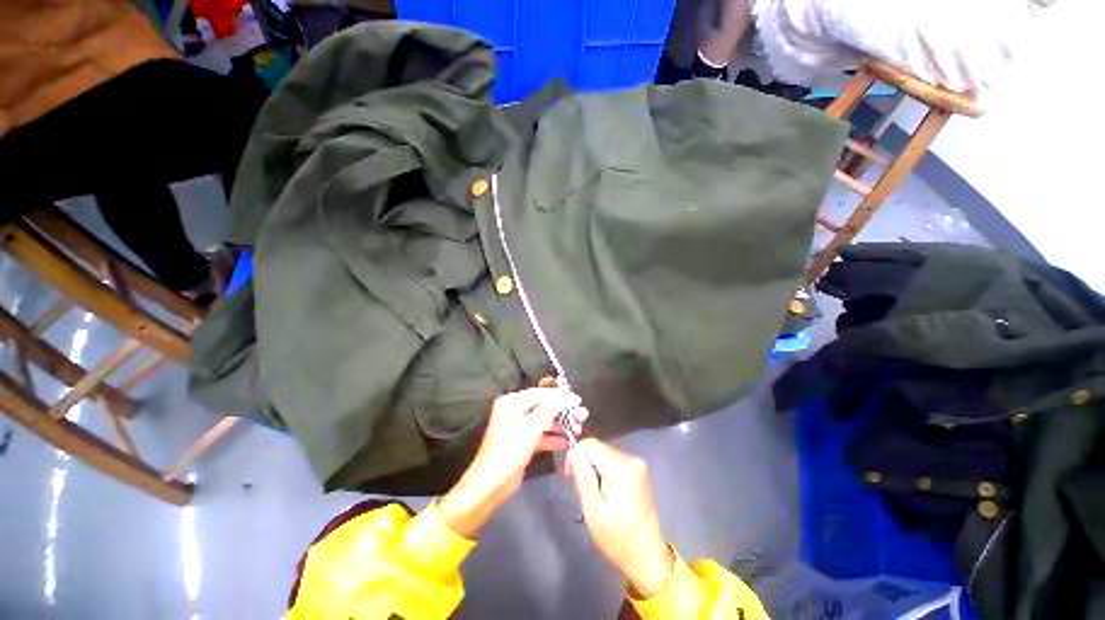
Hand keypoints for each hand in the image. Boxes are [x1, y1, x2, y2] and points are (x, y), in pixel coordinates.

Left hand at [439, 388, 586, 537]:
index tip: (578, 401)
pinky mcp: (522, 441)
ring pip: (544, 420)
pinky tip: (567, 442)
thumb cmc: (510, 451)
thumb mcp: (532, 427)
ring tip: (578, 429)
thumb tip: (570, 396)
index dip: (560, 396)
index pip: (541, 393)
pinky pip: (540, 434)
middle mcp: (514, 410)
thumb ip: (552, 408)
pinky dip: (553, 437)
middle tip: (581, 417)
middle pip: (544, 406)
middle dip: (563, 411)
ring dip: (560, 424)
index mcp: (512, 402)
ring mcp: (518, 427)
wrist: (491, 485)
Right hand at [566, 439, 674, 598]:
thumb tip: (573, 451)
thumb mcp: (593, 511)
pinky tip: (605, 490)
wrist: (648, 557)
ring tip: (593, 492)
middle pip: (598, 447)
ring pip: (605, 452)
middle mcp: (631, 458)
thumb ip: (583, 477)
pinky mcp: (639, 470)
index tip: (569, 476)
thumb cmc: (618, 539)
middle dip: (585, 462)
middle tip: (580, 487)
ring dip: (595, 467)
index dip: (576, 455)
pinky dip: (605, 470)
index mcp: (620, 467)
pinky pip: (614, 460)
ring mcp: (637, 463)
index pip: (590, 444)